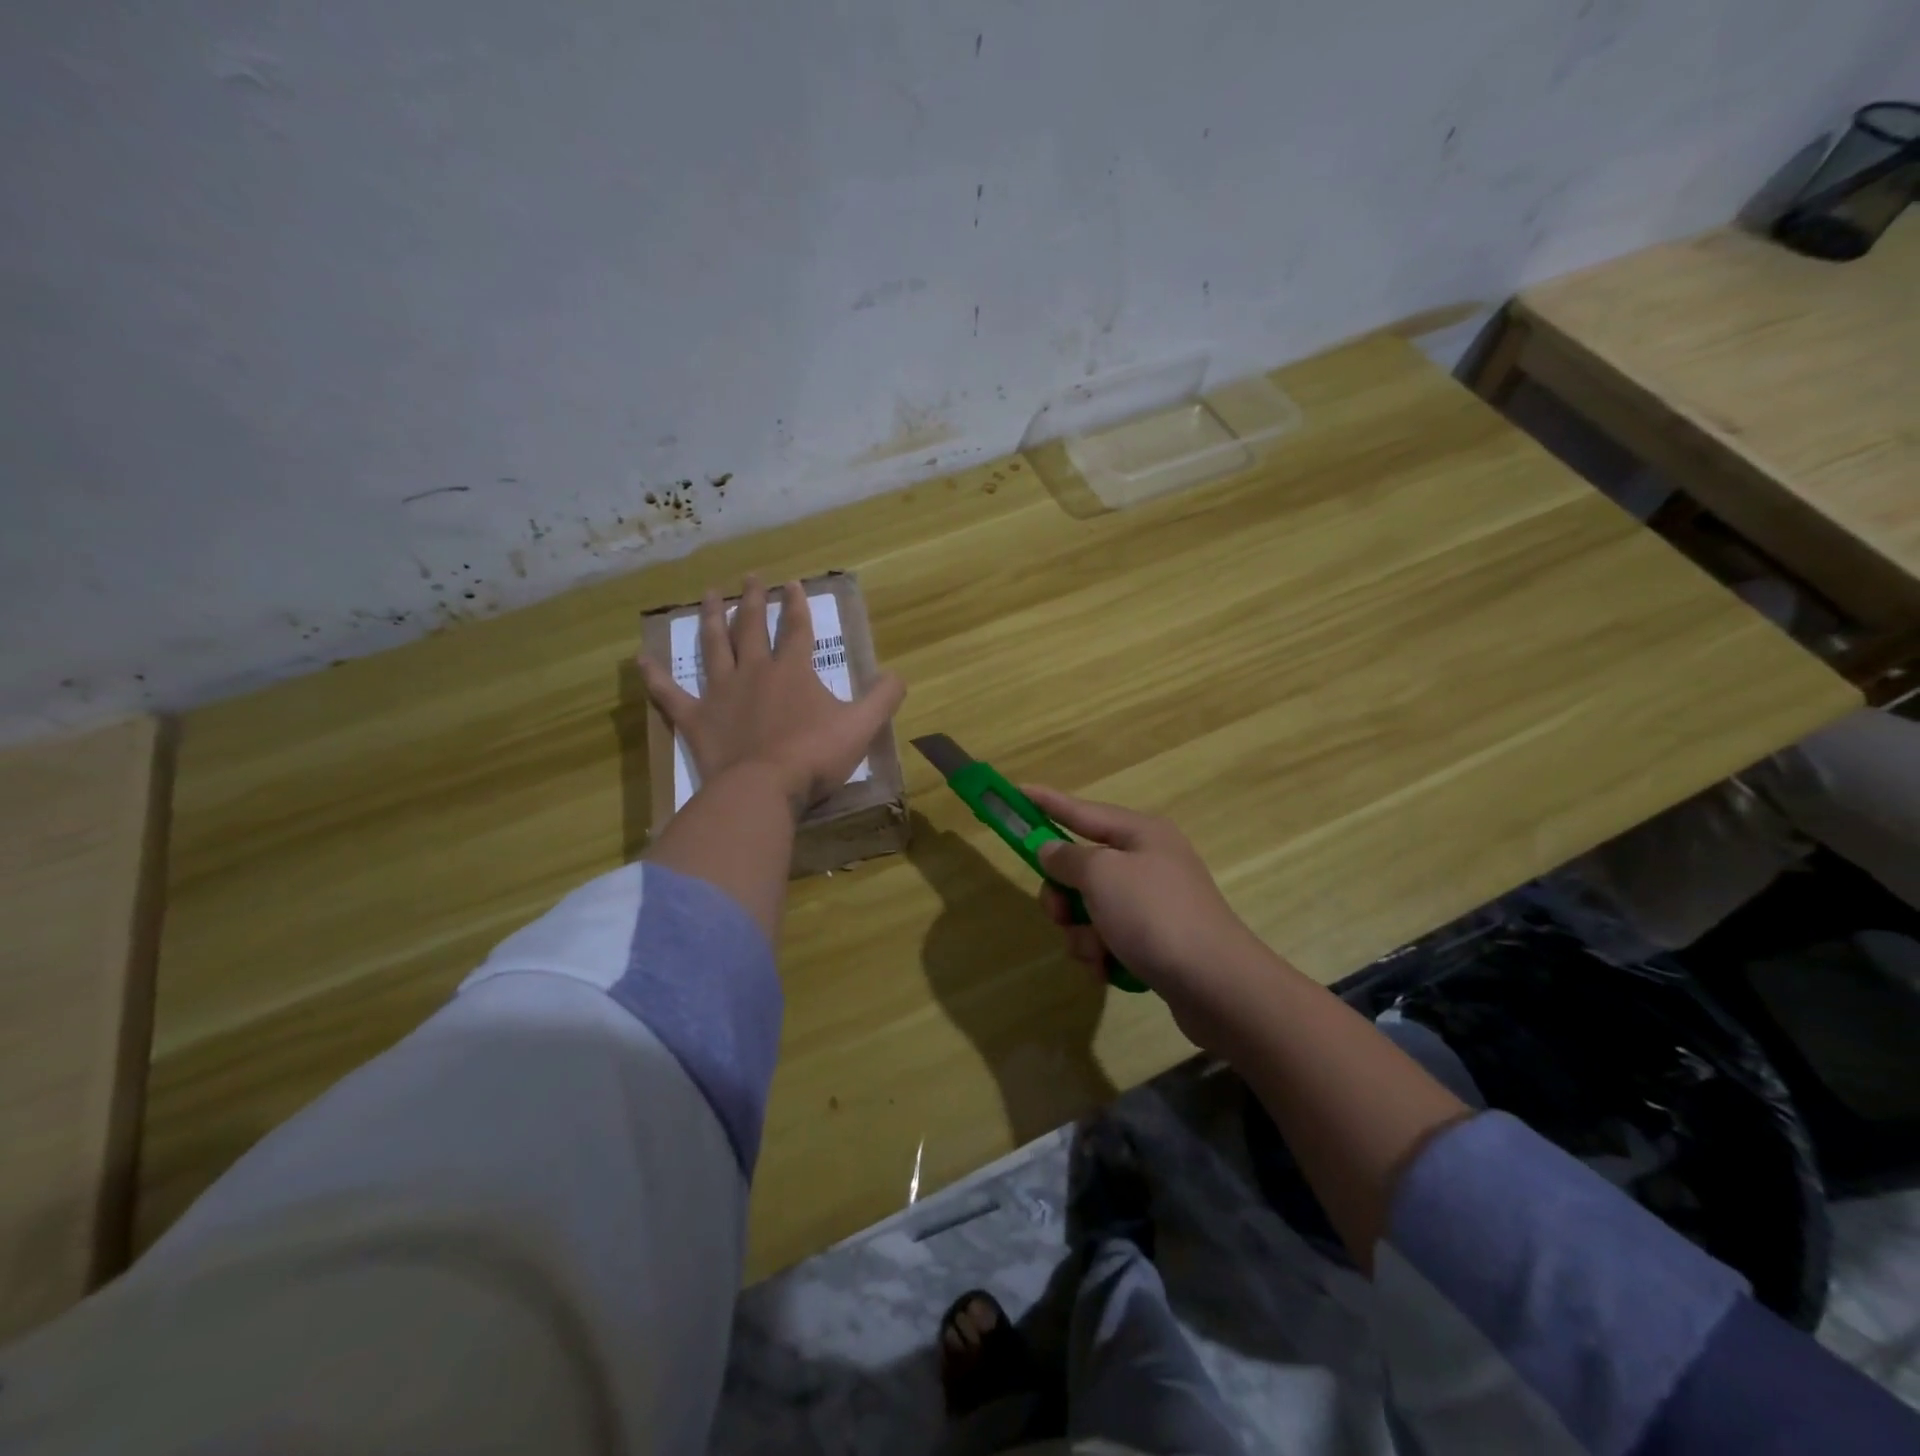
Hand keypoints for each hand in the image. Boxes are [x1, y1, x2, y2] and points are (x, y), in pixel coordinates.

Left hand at [639, 576, 905, 813]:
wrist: (763, 789)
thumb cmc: (814, 756)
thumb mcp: (861, 726)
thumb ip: (883, 698)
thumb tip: (898, 675)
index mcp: (792, 670)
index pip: (796, 628)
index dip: (796, 605)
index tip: (793, 583)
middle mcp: (753, 671)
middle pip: (752, 628)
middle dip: (753, 600)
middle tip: (750, 577)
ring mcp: (720, 693)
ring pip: (713, 647)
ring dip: (712, 618)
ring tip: (710, 594)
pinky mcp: (695, 719)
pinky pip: (670, 694)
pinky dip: (655, 677)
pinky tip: (641, 659)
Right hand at [1028, 786, 1278, 1051]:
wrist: (1216, 985)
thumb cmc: (1154, 915)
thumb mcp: (1102, 875)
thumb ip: (1067, 858)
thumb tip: (1051, 849)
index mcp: (1140, 833)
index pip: (1081, 810)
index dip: (1046, 802)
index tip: (1017, 791)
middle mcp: (1148, 861)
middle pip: (1082, 867)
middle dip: (1063, 895)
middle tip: (1058, 914)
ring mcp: (1154, 903)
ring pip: (1090, 908)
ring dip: (1082, 933)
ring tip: (1098, 952)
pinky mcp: (1156, 940)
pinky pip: (1110, 938)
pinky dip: (1103, 953)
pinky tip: (1111, 970)